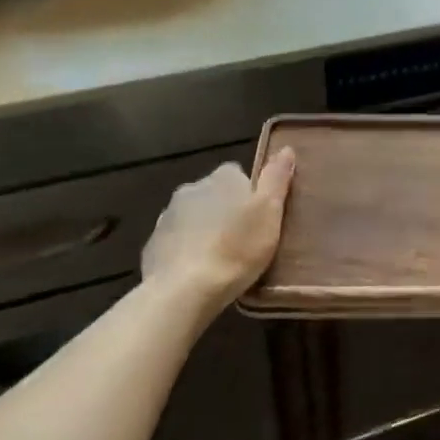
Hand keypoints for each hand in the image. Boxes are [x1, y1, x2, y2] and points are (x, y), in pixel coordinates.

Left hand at [142, 149, 295, 314]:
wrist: (184, 291)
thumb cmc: (236, 248)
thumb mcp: (269, 212)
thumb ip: (277, 178)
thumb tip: (285, 148)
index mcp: (223, 177)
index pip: (239, 174)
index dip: (251, 195)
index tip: (259, 218)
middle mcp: (192, 187)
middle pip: (214, 194)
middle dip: (226, 211)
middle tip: (243, 239)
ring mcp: (168, 215)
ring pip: (194, 216)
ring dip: (205, 229)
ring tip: (220, 258)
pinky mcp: (153, 244)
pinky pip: (176, 240)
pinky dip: (186, 249)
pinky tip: (198, 271)